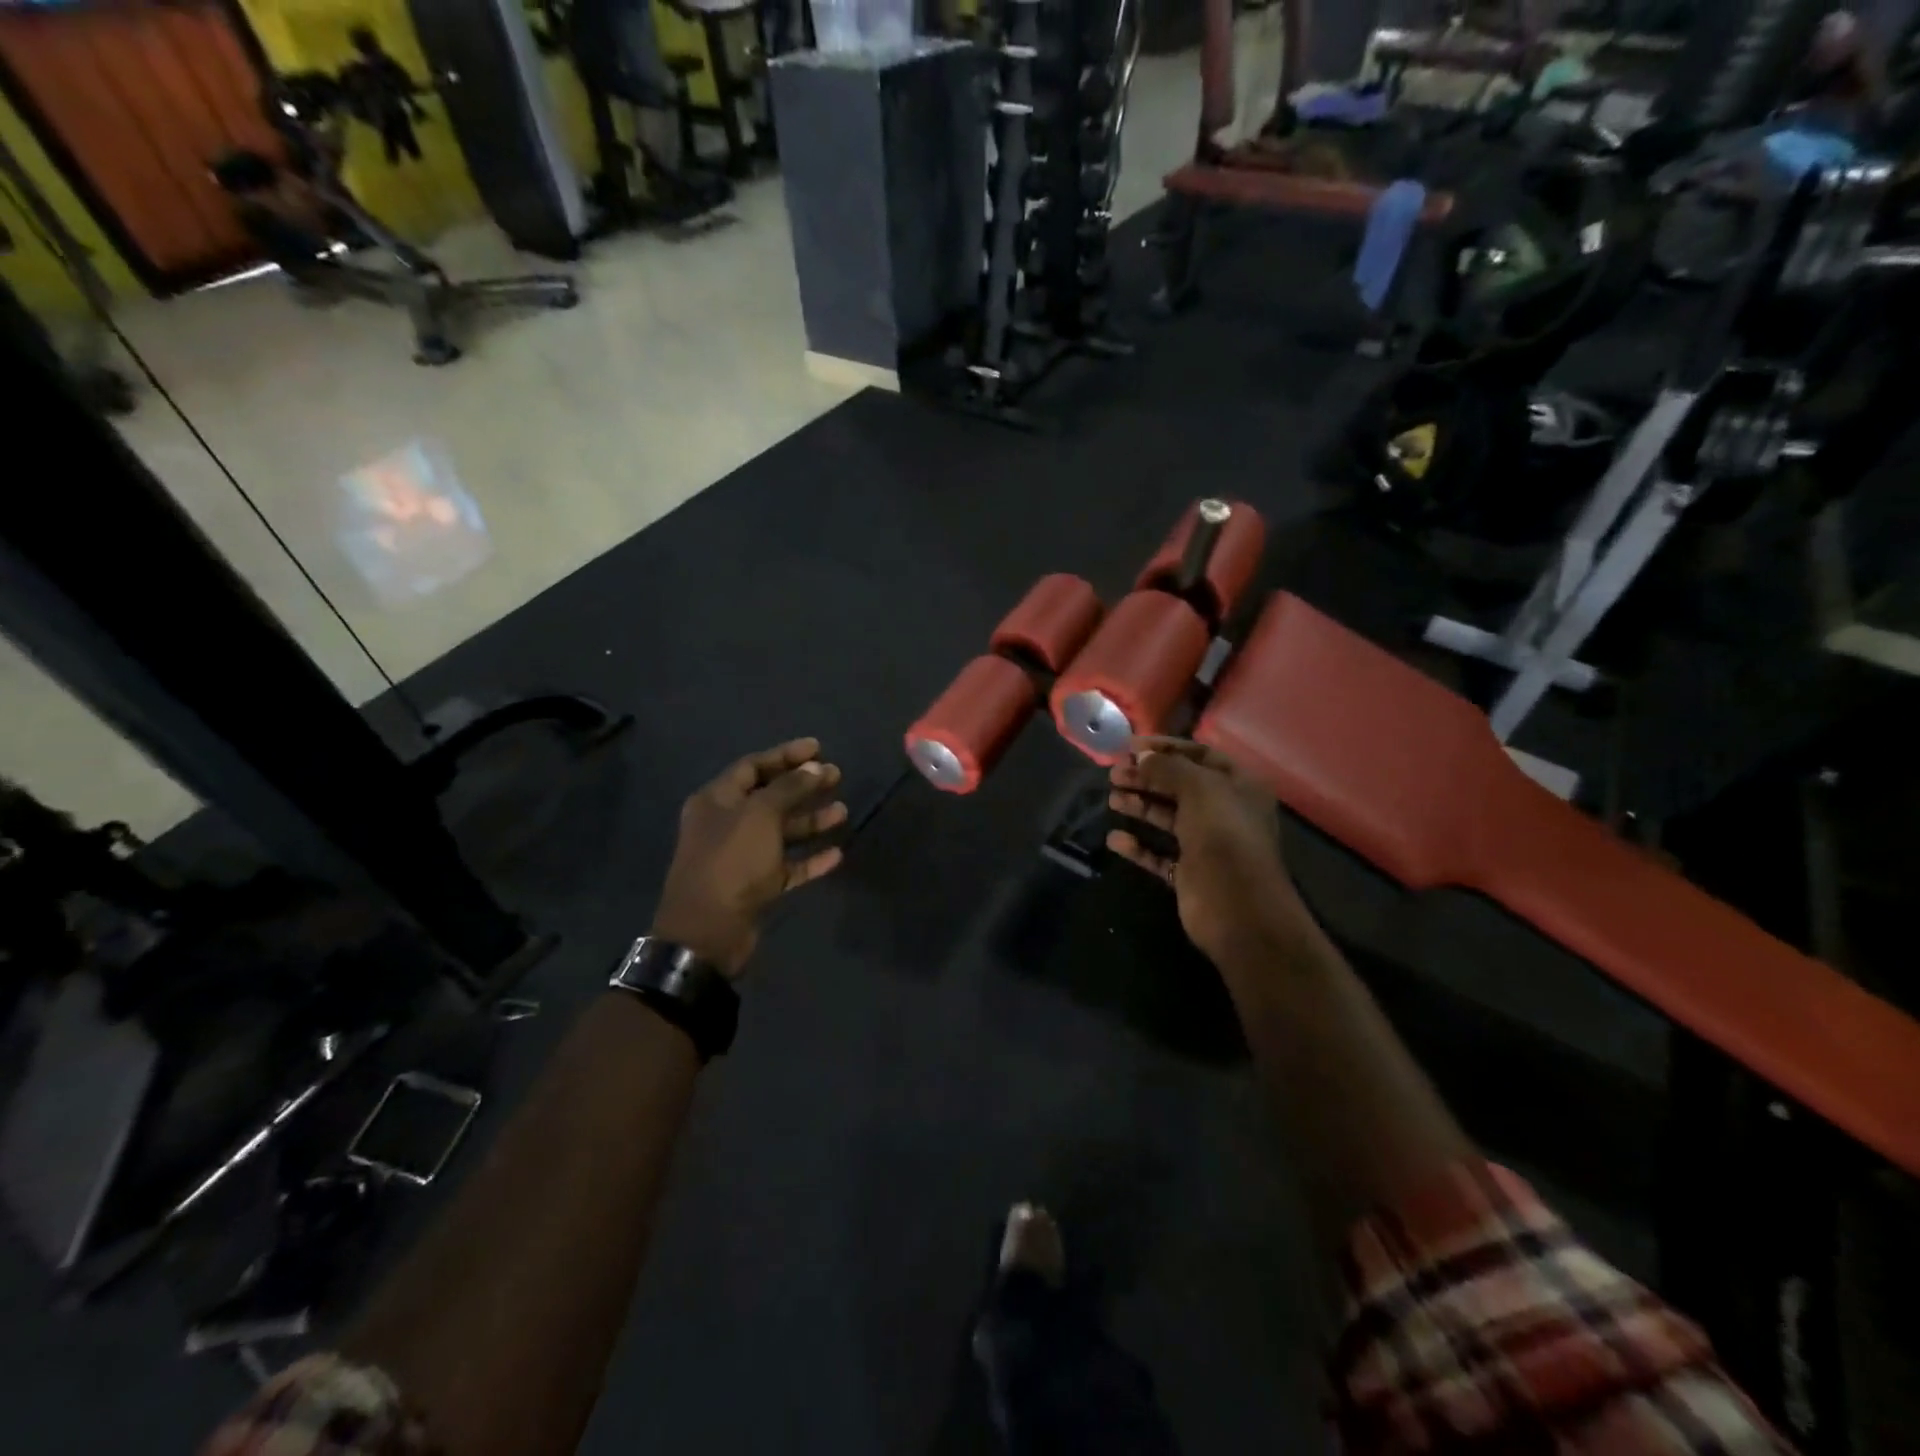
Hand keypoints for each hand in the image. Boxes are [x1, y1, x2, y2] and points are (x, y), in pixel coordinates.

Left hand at [652, 738, 847, 974]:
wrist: (708, 932)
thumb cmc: (731, 862)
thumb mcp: (760, 815)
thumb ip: (789, 788)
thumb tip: (814, 766)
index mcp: (717, 800)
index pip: (753, 766)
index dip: (786, 755)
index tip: (818, 748)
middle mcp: (727, 824)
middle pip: (771, 797)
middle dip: (804, 786)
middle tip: (837, 776)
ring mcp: (742, 856)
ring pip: (782, 831)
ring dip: (811, 820)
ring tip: (843, 812)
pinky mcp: (756, 885)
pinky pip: (787, 865)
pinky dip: (810, 858)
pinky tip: (836, 854)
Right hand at [1105, 738, 1305, 965]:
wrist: (1239, 909)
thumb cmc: (1224, 836)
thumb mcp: (1199, 789)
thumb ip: (1168, 768)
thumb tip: (1140, 756)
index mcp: (1238, 786)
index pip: (1200, 755)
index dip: (1166, 747)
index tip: (1130, 746)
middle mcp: (1224, 811)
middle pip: (1179, 786)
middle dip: (1146, 776)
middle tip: (1113, 773)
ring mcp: (1206, 844)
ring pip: (1167, 818)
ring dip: (1140, 805)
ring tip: (1112, 798)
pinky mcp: (1189, 873)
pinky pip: (1159, 854)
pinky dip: (1138, 846)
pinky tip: (1115, 838)